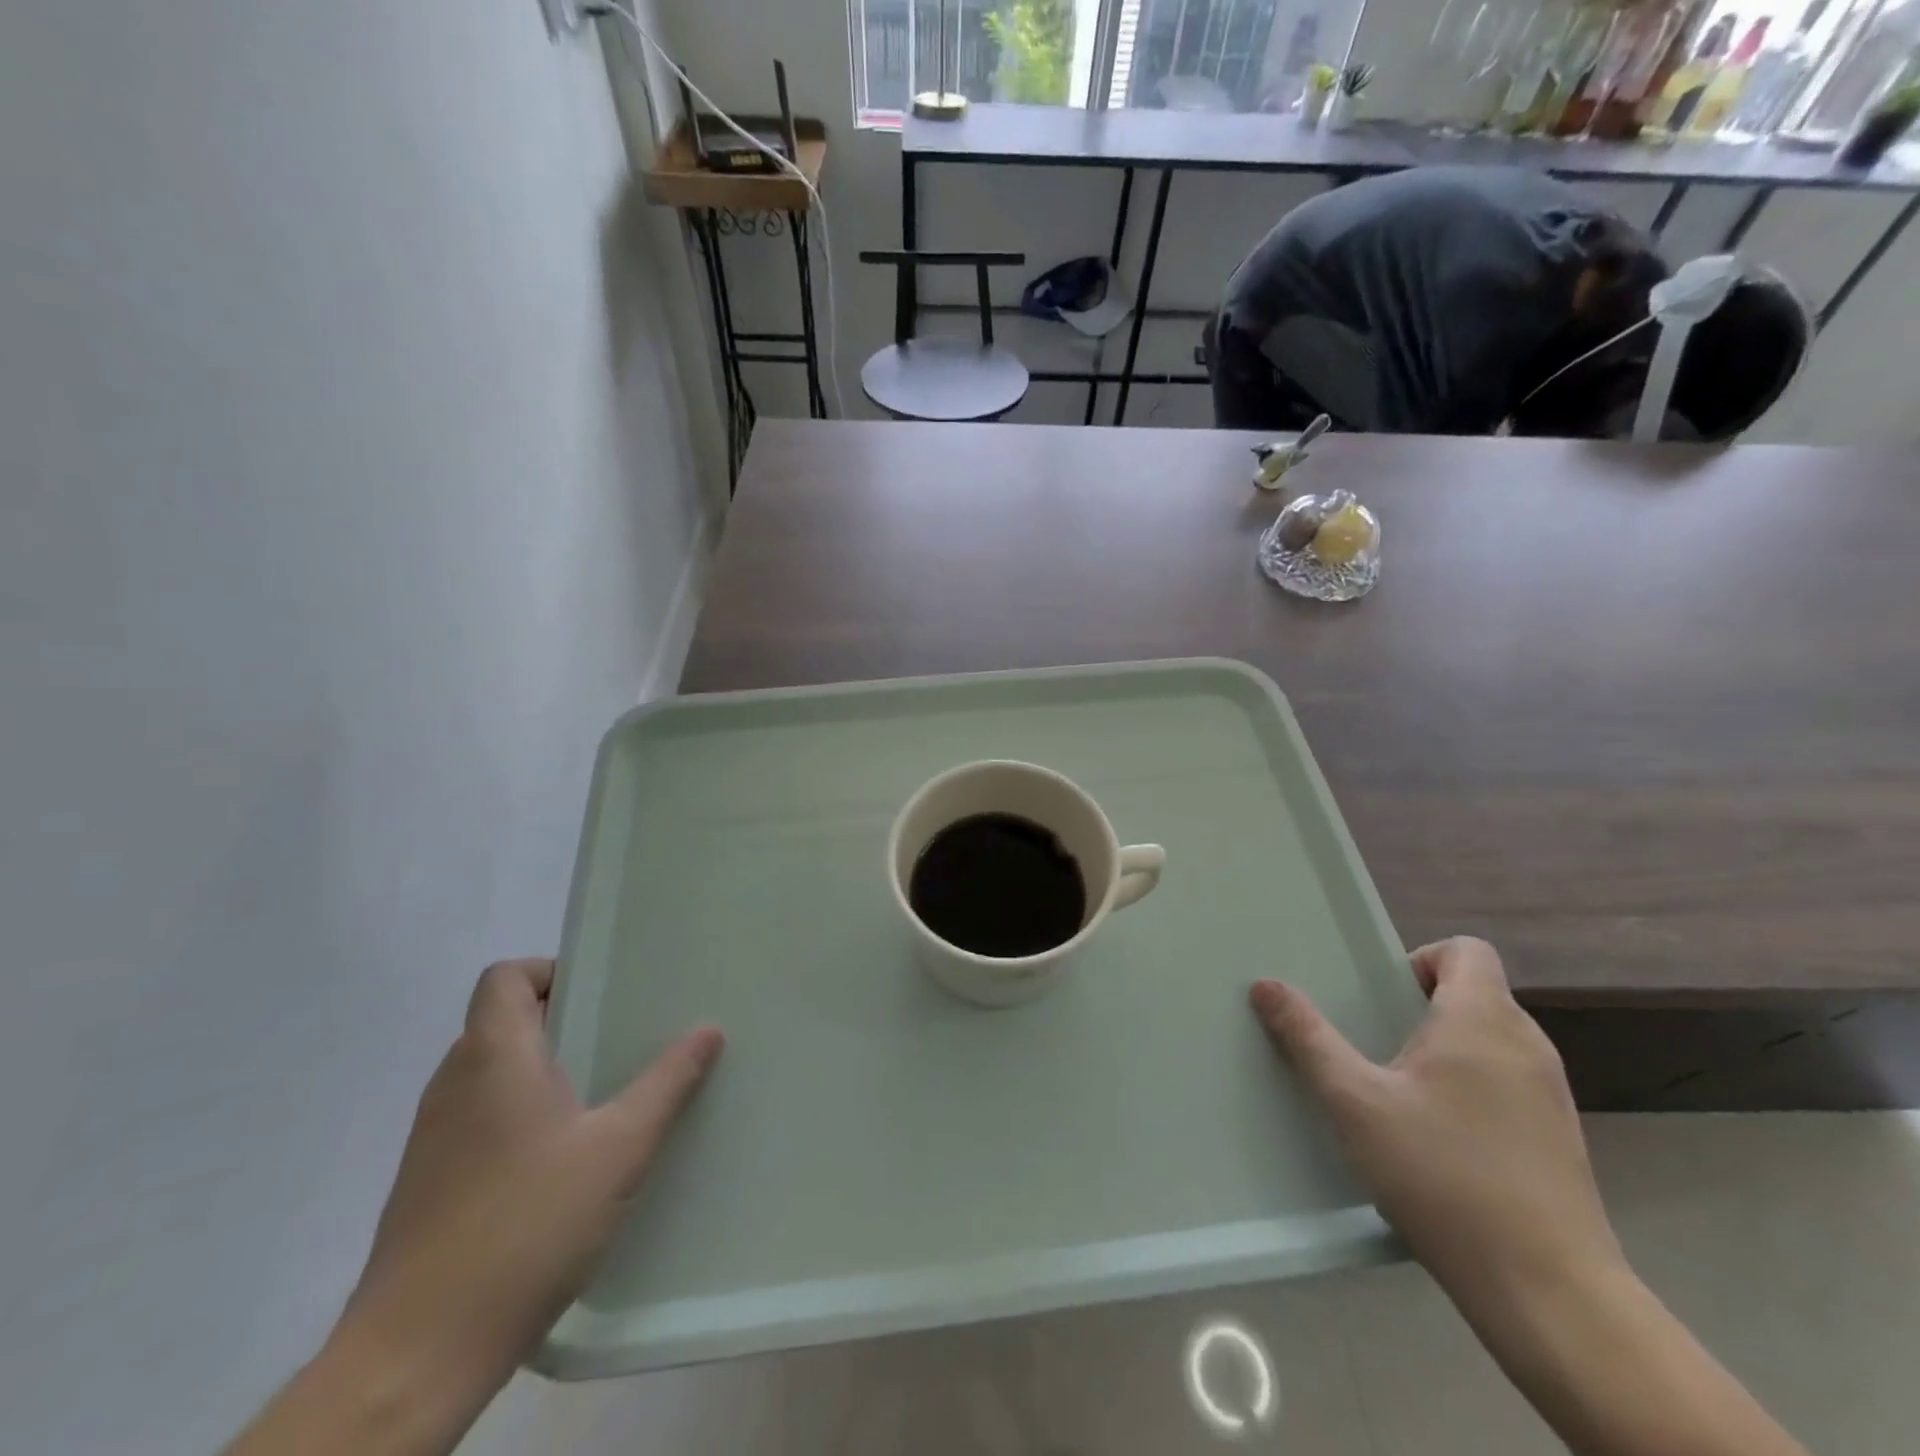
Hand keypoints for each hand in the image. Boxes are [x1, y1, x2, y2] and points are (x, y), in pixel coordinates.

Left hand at [342, 959, 722, 1396]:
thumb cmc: (527, 1225)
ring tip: (602, 1094)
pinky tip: (562, 1156)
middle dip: (562, 1019)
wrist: (417, 1353)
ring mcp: (433, 1136)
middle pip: (502, 1019)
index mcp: (493, 1057)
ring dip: (541, 1067)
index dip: (550, 970)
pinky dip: (519, 1112)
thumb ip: (666, 1083)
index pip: (504, 976)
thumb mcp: (618, 1149)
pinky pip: (479, 1116)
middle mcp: (453, 1083)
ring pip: (490, 1070)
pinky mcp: (428, 1181)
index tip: (600, 994)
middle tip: (620, 1038)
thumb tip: (708, 1030)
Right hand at [1249, 937, 1621, 1317]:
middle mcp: (1527, 1044)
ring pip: (1489, 1040)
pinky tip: (1438, 1138)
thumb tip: (1265, 984)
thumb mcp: (1356, 1103)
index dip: (1419, 958)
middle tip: (1372, 1043)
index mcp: (1483, 1020)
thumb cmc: (1444, 1177)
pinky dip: (1470, 1086)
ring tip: (1397, 1091)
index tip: (1380, 998)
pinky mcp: (1560, 1138)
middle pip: (1473, 992)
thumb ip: (1308, 1038)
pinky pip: (1506, 1081)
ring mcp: (1552, 1094)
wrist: (1550, 1295)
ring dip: (1443, 1048)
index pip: (1466, 950)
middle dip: (1419, 1006)